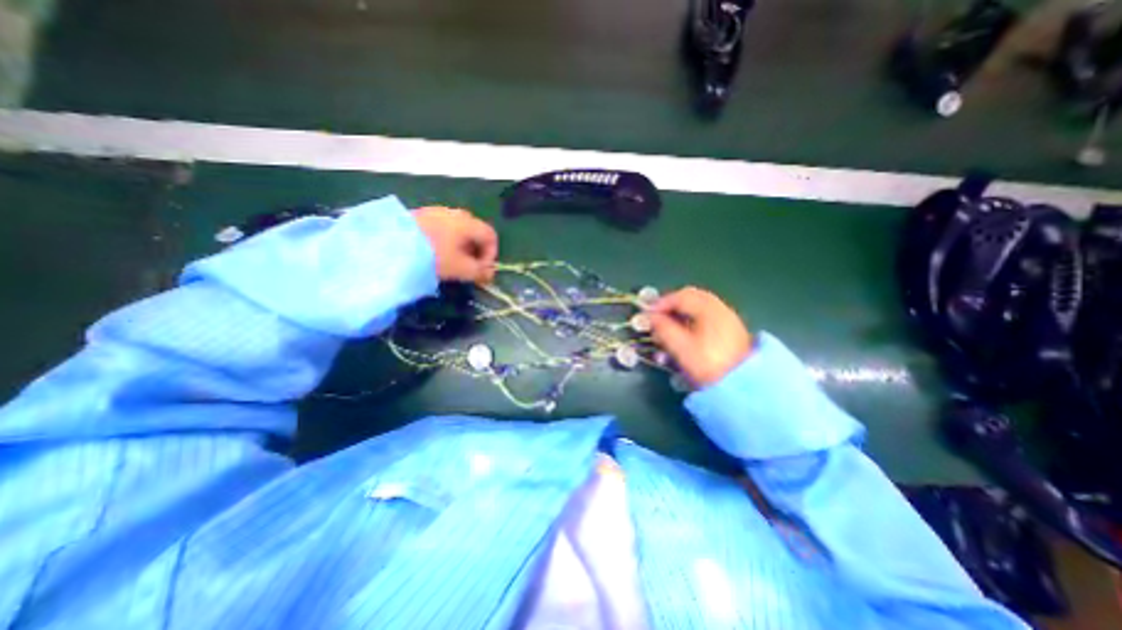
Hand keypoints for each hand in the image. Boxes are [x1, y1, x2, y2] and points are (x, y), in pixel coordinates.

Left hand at [413, 206, 497, 282]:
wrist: (390, 244)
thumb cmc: (434, 256)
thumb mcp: (461, 269)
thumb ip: (480, 272)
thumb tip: (489, 274)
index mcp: (468, 222)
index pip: (491, 236)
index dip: (491, 255)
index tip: (481, 271)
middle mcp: (455, 212)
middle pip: (475, 232)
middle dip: (476, 252)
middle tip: (468, 269)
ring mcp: (436, 211)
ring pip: (457, 230)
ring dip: (460, 248)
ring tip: (450, 263)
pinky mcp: (420, 215)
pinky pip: (441, 228)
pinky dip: (445, 242)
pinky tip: (435, 254)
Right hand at [645, 285, 747, 386]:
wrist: (743, 386)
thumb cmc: (709, 365)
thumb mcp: (682, 348)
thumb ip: (664, 329)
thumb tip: (651, 317)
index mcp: (709, 309)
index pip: (680, 297)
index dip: (661, 304)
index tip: (647, 315)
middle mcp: (720, 309)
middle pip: (691, 298)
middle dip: (671, 306)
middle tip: (657, 318)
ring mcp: (727, 319)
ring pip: (698, 308)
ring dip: (680, 314)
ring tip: (668, 328)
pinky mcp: (730, 331)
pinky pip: (706, 317)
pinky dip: (691, 321)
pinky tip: (684, 335)